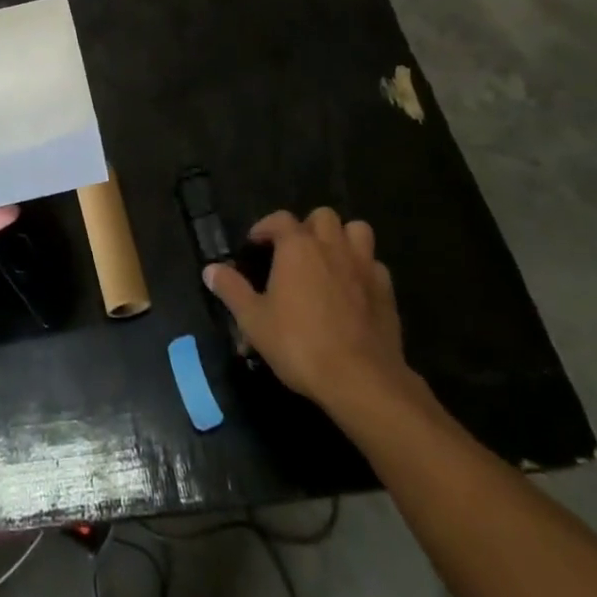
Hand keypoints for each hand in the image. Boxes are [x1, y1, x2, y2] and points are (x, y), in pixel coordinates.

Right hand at [204, 208, 422, 418]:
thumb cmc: (299, 344)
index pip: (280, 219)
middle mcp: (332, 246)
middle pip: (323, 216)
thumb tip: (210, 269)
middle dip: (308, 227)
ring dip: (342, 239)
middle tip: (295, 252)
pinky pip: (375, 265)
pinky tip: (354, 290)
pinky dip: (363, 270)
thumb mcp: (254, 320)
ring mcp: (364, 266)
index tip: (255, 246)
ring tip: (329, 260)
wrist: (360, 379)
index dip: (265, 228)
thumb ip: (231, 290)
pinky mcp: (387, 291)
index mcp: (298, 246)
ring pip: (357, 231)